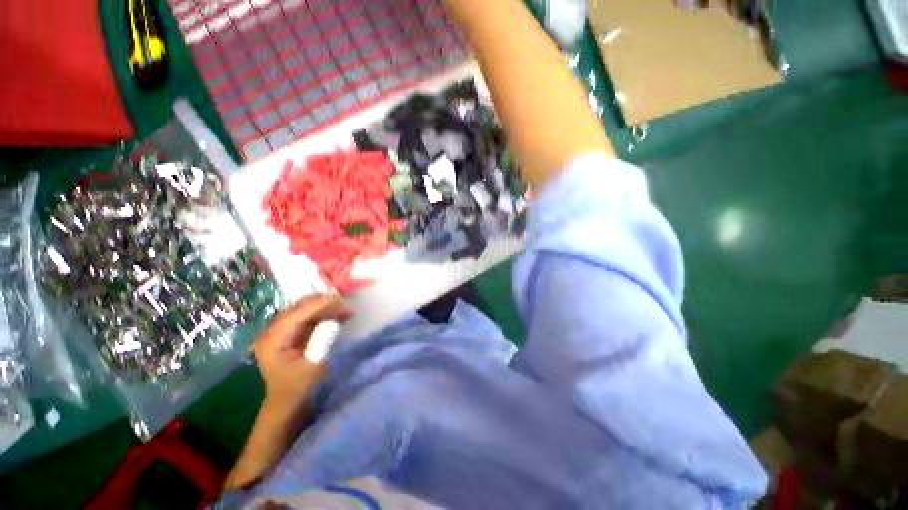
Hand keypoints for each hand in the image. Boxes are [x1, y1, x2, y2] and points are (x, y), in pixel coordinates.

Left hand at [252, 294, 352, 410]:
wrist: (287, 402)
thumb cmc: (299, 387)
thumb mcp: (313, 366)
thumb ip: (322, 341)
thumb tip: (334, 321)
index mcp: (273, 340)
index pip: (297, 314)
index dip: (319, 304)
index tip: (341, 300)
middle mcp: (272, 330)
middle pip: (298, 307)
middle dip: (323, 302)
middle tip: (346, 306)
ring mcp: (280, 330)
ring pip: (303, 308)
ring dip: (324, 306)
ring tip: (345, 310)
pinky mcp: (289, 331)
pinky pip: (306, 315)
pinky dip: (322, 312)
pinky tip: (337, 314)